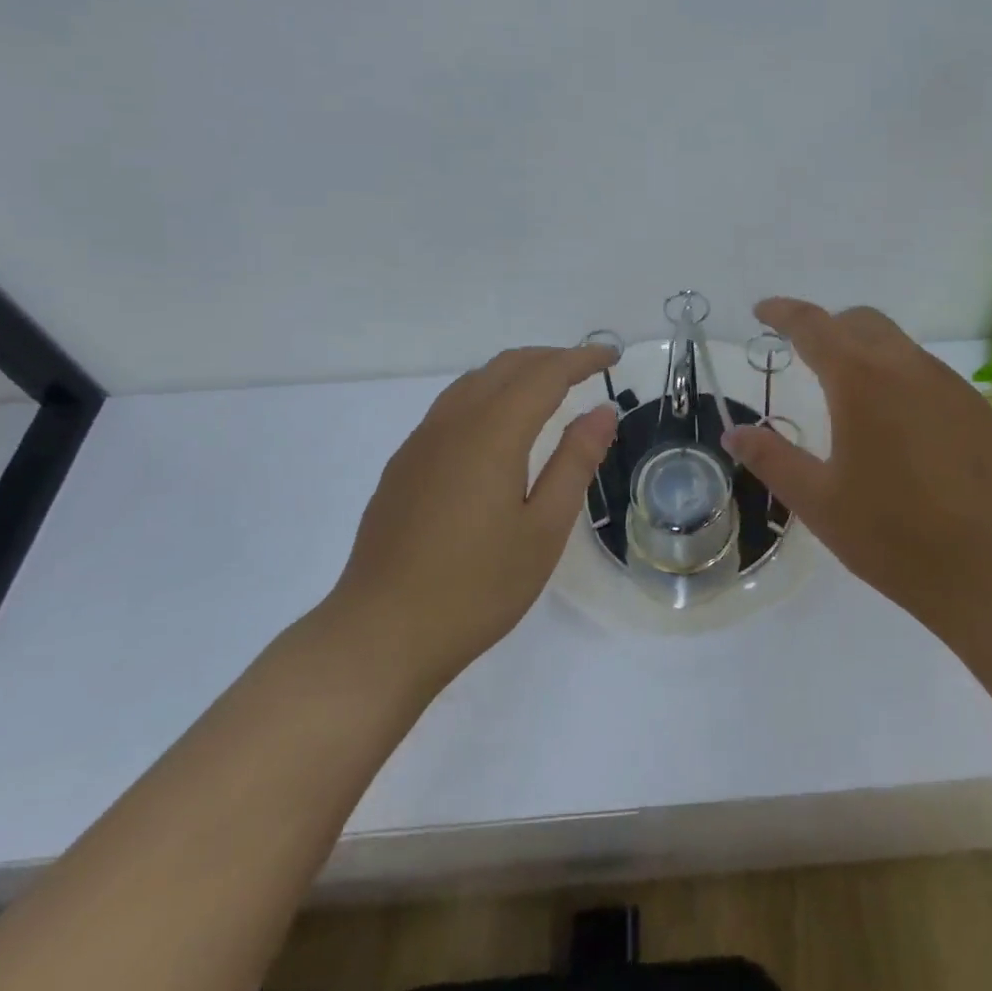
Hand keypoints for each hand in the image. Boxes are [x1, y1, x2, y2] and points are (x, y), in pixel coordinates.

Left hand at [323, 345, 617, 693]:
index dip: (581, 359)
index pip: (545, 374)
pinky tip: (498, 426)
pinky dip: (488, 393)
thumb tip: (602, 412)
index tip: (612, 355)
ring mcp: (421, 441)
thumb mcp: (544, 530)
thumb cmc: (476, 588)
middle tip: (587, 369)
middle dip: (551, 358)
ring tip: (548, 389)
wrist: (380, 635)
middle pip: (507, 366)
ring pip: (475, 381)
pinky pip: (452, 405)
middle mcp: (453, 423)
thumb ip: (575, 462)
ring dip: (517, 372)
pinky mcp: (404, 464)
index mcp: (492, 434)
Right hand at [721, 298, 991, 645]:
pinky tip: (899, 428)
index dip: (783, 312)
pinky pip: (927, 374)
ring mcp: (950, 385)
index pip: (813, 325)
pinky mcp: (979, 409)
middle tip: (803, 354)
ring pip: (898, 345)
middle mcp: (908, 367)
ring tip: (849, 397)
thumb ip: (772, 459)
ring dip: (866, 352)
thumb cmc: (897, 538)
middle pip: (860, 322)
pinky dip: (899, 378)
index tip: (762, 311)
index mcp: (861, 381)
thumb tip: (733, 433)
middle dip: (827, 327)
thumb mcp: (821, 503)